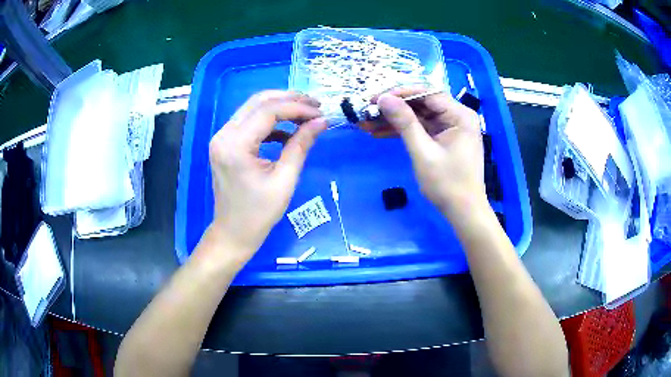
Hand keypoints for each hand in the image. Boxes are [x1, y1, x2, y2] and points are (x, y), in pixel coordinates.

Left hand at [207, 91, 326, 260]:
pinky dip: (270, 121)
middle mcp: (224, 134)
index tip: (321, 112)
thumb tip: (321, 121)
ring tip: (306, 114)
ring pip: (254, 108)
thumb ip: (301, 145)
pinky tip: (288, 130)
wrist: (233, 233)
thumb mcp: (285, 180)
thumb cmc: (259, 214)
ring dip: (280, 107)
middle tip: (315, 106)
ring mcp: (222, 137)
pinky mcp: (226, 143)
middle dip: (289, 100)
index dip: (298, 108)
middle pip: (259, 102)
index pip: (269, 111)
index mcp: (235, 144)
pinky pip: (250, 122)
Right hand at [376, 87, 486, 218]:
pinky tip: (380, 133)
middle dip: (395, 107)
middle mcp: (457, 116)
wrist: (464, 212)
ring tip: (368, 123)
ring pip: (419, 116)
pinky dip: (404, 131)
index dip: (400, 93)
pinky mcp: (444, 138)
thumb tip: (383, 99)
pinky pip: (421, 128)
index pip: (428, 93)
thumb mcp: (423, 152)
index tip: (376, 98)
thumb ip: (404, 123)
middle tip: (368, 110)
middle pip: (422, 103)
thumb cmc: (447, 184)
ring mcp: (451, 127)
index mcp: (460, 115)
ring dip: (395, 120)